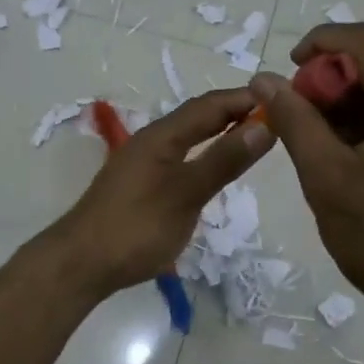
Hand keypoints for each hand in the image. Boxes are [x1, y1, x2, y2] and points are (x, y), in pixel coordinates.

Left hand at [45, 87, 275, 298]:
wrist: (81, 264)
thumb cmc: (135, 228)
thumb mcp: (186, 194)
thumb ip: (223, 160)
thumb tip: (264, 124)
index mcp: (161, 136)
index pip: (210, 105)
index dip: (244, 99)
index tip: (283, 98)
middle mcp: (152, 142)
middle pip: (198, 117)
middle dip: (235, 112)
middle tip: (276, 117)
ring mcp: (144, 164)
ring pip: (189, 137)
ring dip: (221, 132)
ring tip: (254, 138)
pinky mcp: (141, 185)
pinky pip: (181, 157)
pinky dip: (206, 154)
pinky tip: (217, 169)